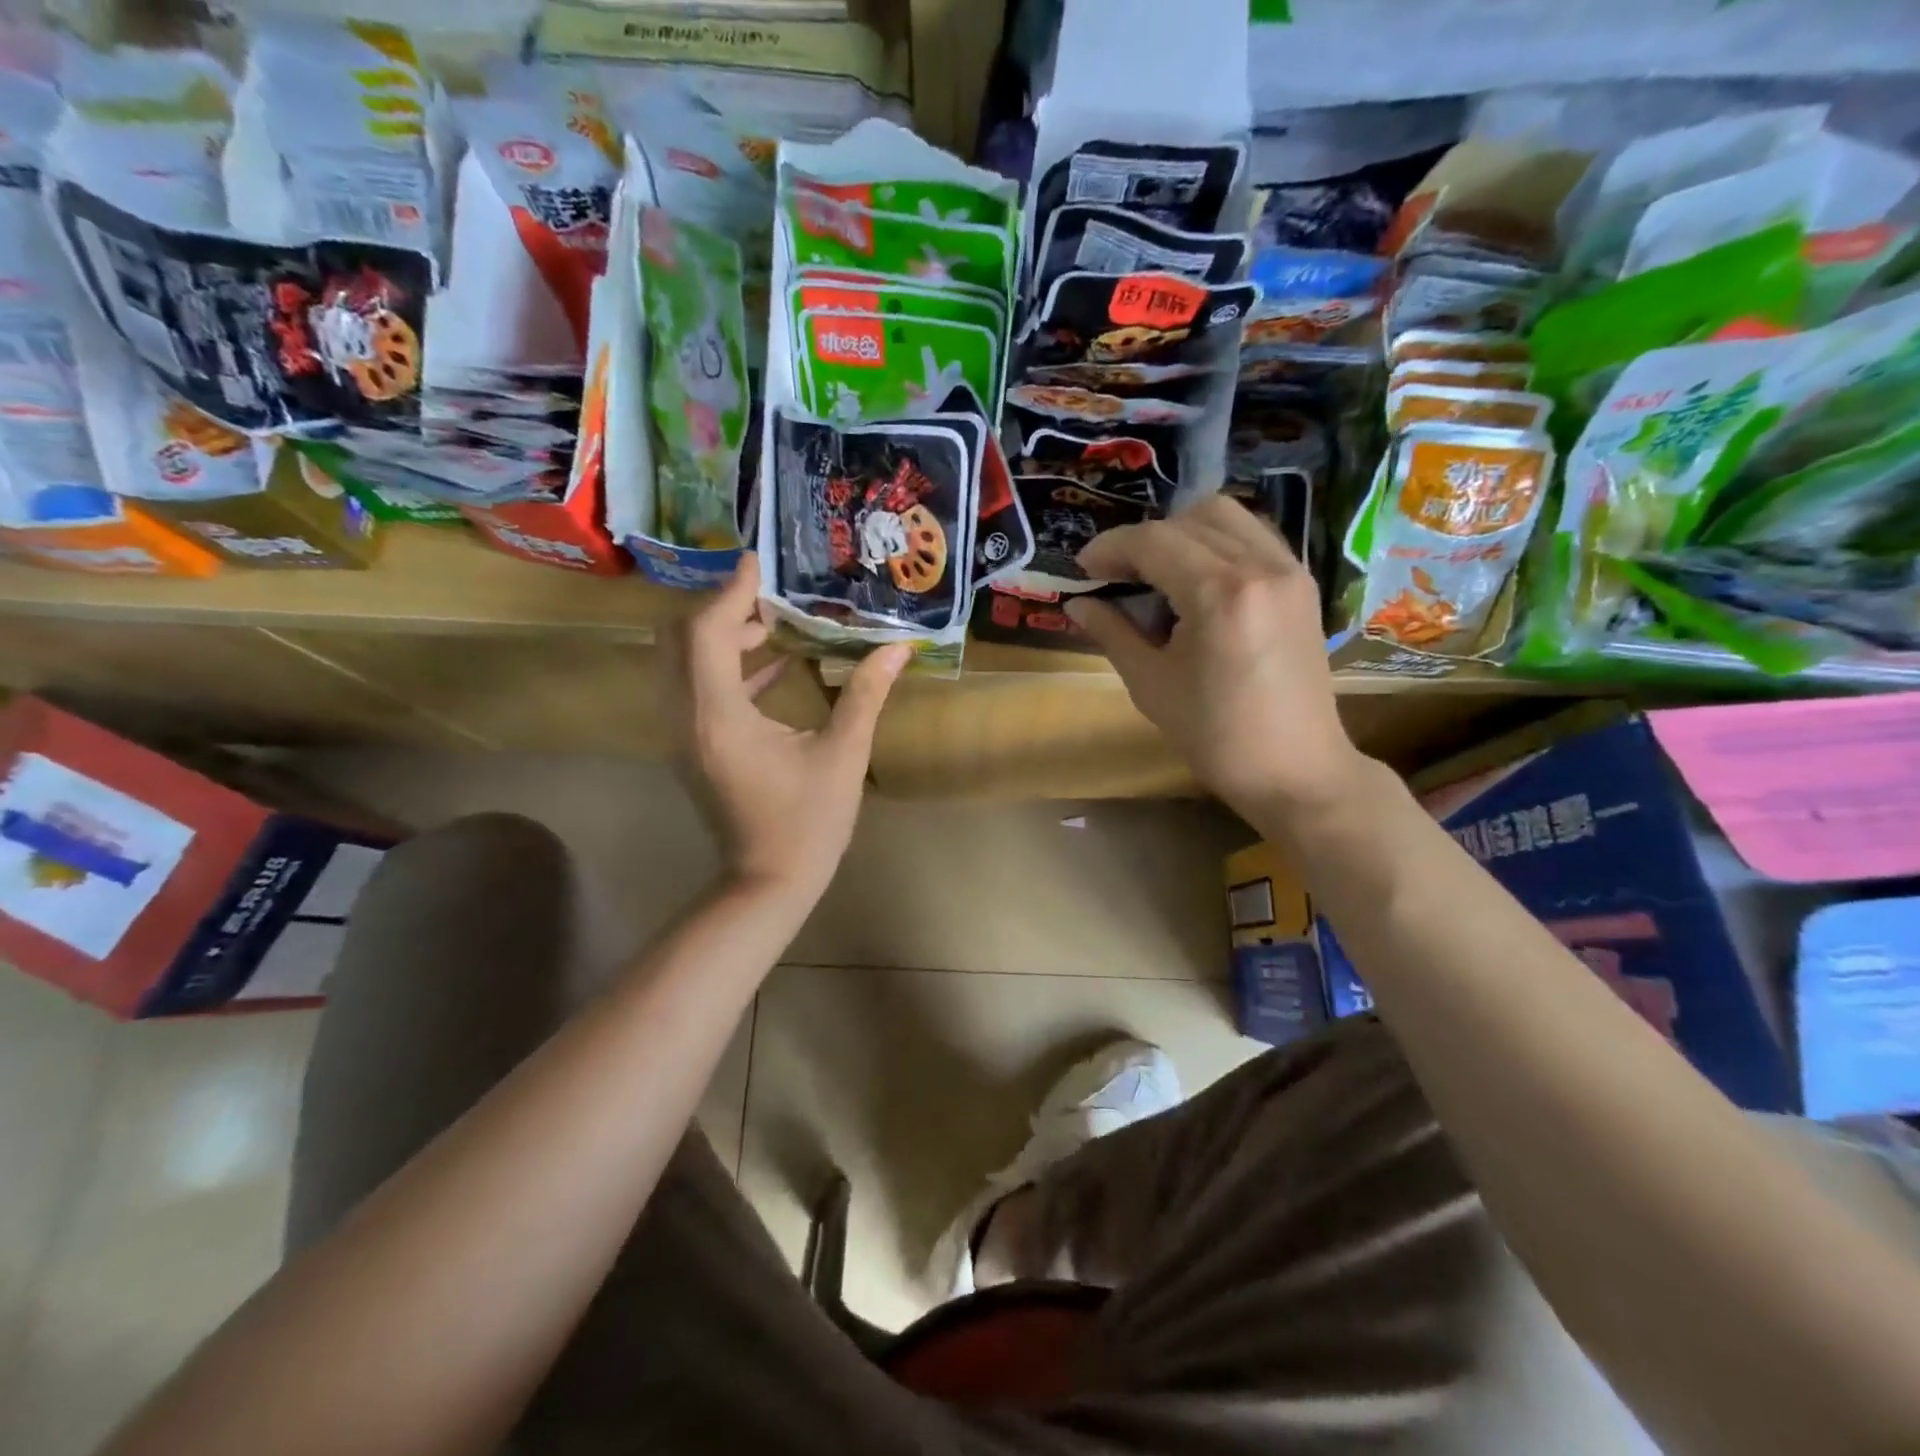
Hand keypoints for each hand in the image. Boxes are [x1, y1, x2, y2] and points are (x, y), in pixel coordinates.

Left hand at [664, 555, 908, 904]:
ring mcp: (686, 735)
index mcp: (720, 716)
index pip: (707, 633)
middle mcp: (689, 718)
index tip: (756, 563)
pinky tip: (772, 665)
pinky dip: (724, 668)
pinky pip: (695, 690)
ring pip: (681, 664)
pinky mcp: (695, 748)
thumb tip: (897, 650)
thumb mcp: (842, 756)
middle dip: (717, 609)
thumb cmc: (808, 822)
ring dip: (717, 636)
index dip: (730, 592)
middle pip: (678, 640)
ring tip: (769, 623)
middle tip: (763, 596)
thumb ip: (865, 695)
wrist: (767, 883)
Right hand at [1065, 494, 1366, 825]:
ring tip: (1157, 572)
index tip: (1083, 568)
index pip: (1155, 541)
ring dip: (1182, 532)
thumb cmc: (1215, 736)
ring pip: (1226, 516)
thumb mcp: (1151, 685)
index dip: (1111, 547)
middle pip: (1190, 518)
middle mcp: (1261, 566)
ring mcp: (1289, 570)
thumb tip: (1078, 604)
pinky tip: (1197, 580)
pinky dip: (1217, 542)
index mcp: (1221, 594)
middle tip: (1117, 573)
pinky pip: (1253, 536)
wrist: (1295, 769)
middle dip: (1144, 538)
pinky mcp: (1302, 583)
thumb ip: (1113, 633)